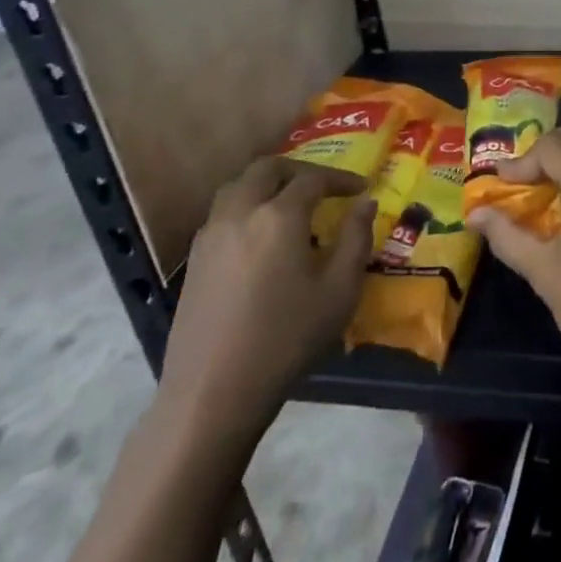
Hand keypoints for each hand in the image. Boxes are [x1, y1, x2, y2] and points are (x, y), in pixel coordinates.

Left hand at [159, 158, 372, 451]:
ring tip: (291, 203)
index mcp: (279, 216)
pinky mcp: (195, 259)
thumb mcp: (340, 291)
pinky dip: (247, 206)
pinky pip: (223, 212)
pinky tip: (261, 236)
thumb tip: (365, 204)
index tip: (361, 188)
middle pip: (268, 169)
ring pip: (238, 186)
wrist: (213, 392)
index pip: (313, 178)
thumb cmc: (287, 339)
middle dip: (300, 170)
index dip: (340, 179)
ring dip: (268, 184)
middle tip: (324, 186)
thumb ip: (356, 238)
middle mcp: (240, 213)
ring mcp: (211, 235)